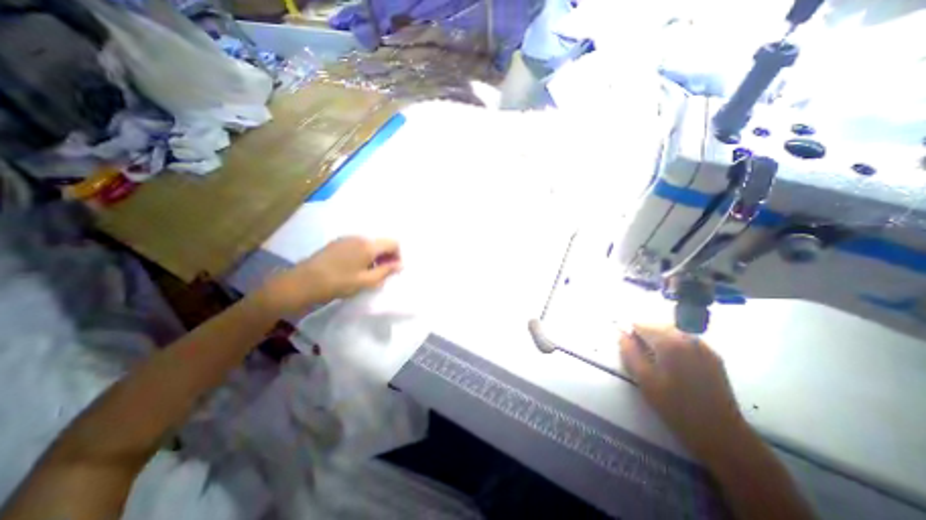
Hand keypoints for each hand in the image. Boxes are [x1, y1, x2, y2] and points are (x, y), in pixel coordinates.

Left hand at [256, 239, 400, 314]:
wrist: (303, 282)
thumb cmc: (339, 283)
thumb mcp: (366, 281)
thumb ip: (386, 271)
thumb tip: (401, 264)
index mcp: (368, 245)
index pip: (393, 243)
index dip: (398, 255)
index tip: (393, 269)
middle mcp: (359, 237)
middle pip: (381, 242)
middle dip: (386, 256)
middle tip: (382, 273)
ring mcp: (346, 239)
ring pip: (369, 244)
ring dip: (374, 256)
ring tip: (368, 272)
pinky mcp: (336, 243)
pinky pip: (357, 245)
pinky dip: (363, 254)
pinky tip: (354, 268)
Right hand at [617, 326, 746, 463]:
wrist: (720, 434)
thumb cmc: (675, 407)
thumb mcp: (644, 379)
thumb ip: (629, 352)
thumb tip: (622, 335)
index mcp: (669, 342)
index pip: (641, 325)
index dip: (630, 334)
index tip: (628, 349)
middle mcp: (688, 337)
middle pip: (657, 326)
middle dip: (645, 336)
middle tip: (641, 357)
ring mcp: (703, 346)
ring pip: (672, 332)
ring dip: (660, 340)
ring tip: (656, 361)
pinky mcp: (713, 356)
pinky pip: (686, 340)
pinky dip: (675, 345)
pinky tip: (674, 364)